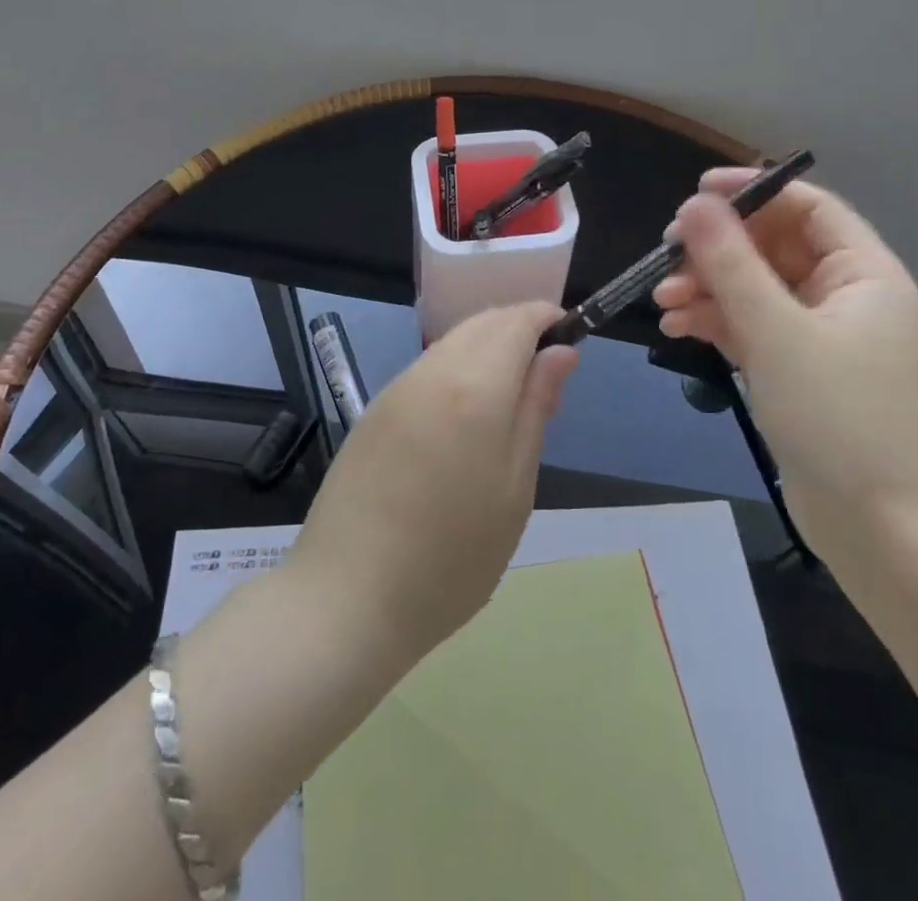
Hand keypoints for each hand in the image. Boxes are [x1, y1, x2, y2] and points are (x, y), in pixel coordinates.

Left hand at [289, 302, 579, 659]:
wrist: (347, 598)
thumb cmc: (452, 557)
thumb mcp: (515, 487)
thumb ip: (536, 409)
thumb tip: (561, 352)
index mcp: (474, 387)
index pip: (516, 321)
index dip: (546, 318)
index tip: (569, 337)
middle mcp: (432, 372)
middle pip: (482, 323)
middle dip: (519, 329)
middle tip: (545, 377)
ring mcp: (396, 388)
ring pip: (452, 342)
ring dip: (488, 348)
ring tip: (509, 400)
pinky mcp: (374, 410)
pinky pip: (426, 368)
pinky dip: (457, 368)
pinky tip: (464, 416)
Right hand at [652, 171, 917, 545]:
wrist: (878, 530)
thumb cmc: (837, 419)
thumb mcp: (776, 333)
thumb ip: (731, 264)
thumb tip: (695, 204)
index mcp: (863, 273)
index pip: (807, 206)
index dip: (753, 191)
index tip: (696, 192)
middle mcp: (845, 295)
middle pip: (773, 246)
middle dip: (718, 248)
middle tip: (667, 252)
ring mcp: (819, 334)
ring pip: (755, 287)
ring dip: (708, 286)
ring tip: (663, 300)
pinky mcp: (797, 368)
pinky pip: (751, 325)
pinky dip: (715, 321)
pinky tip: (677, 327)